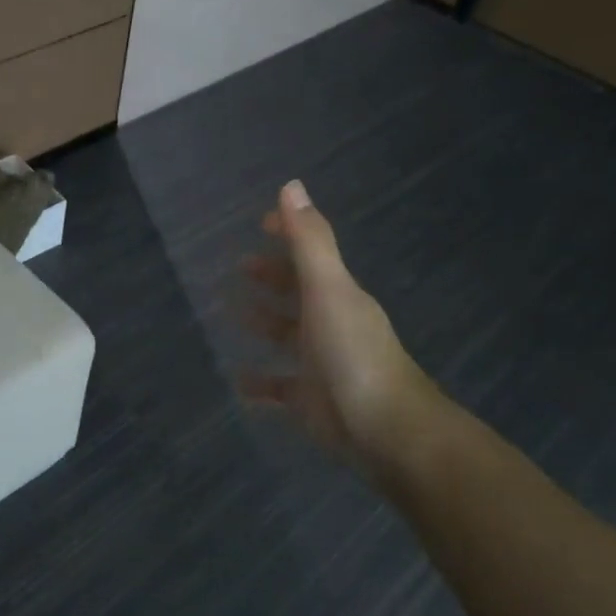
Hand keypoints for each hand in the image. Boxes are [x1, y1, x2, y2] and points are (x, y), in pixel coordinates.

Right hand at [239, 180, 440, 477]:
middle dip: (271, 279)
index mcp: (337, 295)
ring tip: (230, 314)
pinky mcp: (309, 402)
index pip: (310, 255)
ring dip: (263, 324)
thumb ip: (309, 242)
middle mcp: (330, 325)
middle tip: (237, 270)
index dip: (288, 236)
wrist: (385, 430)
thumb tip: (291, 186)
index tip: (260, 224)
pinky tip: (238, 381)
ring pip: (287, 338)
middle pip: (297, 294)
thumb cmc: (353, 354)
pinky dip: (260, 384)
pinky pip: (279, 387)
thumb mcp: (329, 290)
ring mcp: (320, 364)